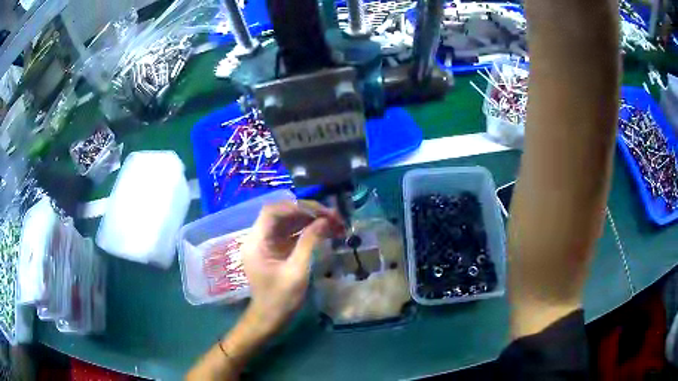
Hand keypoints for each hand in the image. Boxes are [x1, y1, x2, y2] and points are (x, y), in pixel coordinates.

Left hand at [241, 201, 343, 335]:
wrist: (270, 319)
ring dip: (309, 220)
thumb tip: (325, 221)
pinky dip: (307, 230)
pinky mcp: (275, 250)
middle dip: (307, 212)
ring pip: (288, 222)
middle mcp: (259, 238)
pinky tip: (324, 231)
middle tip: (332, 216)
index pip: (273, 211)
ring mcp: (267, 244)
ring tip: (333, 222)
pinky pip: (290, 233)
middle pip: (282, 214)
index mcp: (257, 242)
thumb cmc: (280, 299)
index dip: (297, 207)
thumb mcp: (297, 271)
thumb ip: (309, 243)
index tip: (321, 212)